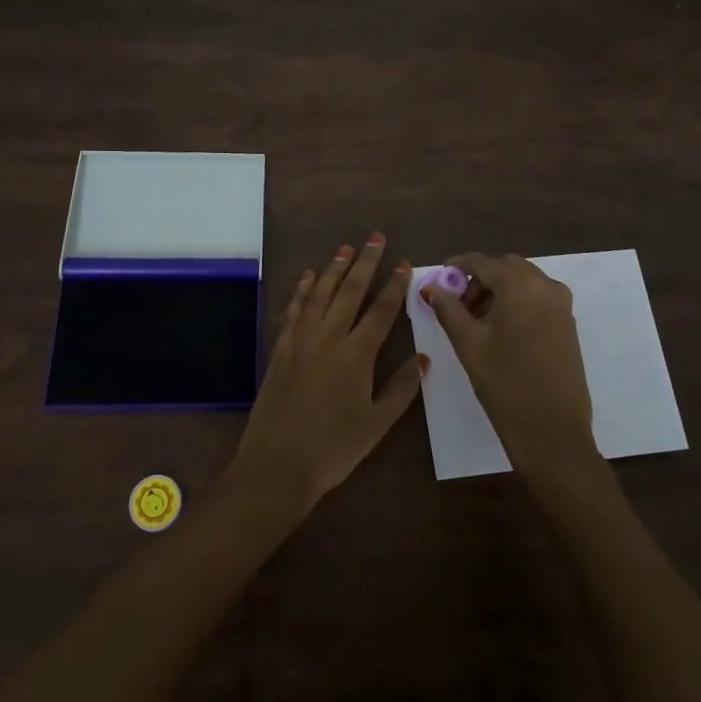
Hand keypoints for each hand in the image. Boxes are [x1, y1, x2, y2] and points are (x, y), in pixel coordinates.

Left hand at [230, 234, 426, 513]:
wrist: (277, 463)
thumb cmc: (334, 448)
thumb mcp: (376, 424)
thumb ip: (401, 388)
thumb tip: (423, 357)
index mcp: (357, 354)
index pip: (381, 310)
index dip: (394, 285)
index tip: (404, 263)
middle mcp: (329, 337)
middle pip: (350, 291)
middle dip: (365, 262)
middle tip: (375, 237)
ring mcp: (301, 340)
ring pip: (321, 294)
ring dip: (334, 269)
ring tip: (346, 248)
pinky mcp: (281, 348)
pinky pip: (294, 309)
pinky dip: (302, 290)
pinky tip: (307, 277)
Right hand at [426, 253, 599, 483]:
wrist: (552, 431)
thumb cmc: (505, 383)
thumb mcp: (468, 343)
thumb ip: (448, 308)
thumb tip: (430, 287)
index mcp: (520, 285)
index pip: (483, 262)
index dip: (458, 265)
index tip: (440, 275)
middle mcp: (546, 286)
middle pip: (506, 268)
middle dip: (480, 278)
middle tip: (458, 304)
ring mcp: (561, 305)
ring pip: (524, 282)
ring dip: (499, 290)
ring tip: (477, 320)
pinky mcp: (568, 324)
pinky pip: (538, 298)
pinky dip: (517, 302)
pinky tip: (501, 329)